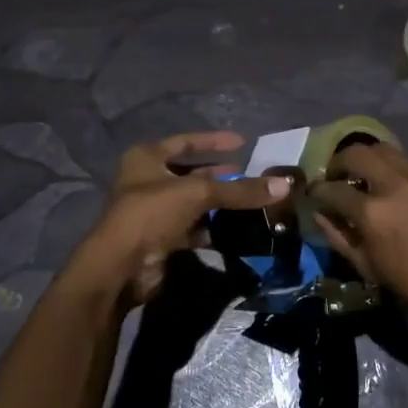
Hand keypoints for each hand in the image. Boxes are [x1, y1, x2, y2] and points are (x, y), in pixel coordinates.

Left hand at [65, 131, 290, 303]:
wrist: (122, 266)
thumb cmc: (152, 214)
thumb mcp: (198, 194)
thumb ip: (240, 191)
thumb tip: (285, 185)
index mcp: (147, 158)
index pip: (185, 142)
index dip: (213, 141)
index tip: (242, 142)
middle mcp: (148, 181)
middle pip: (192, 174)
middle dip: (221, 176)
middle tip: (252, 177)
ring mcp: (155, 212)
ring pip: (195, 203)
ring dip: (220, 204)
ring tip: (252, 202)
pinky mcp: (163, 239)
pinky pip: (194, 228)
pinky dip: (213, 228)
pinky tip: (237, 228)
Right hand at [308, 142, 407, 324]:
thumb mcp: (369, 267)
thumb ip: (339, 237)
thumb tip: (320, 215)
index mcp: (371, 211)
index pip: (331, 188)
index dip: (317, 191)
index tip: (315, 195)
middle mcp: (394, 183)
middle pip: (356, 152)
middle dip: (339, 161)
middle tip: (338, 176)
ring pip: (385, 149)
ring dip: (369, 160)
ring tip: (368, 176)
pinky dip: (398, 172)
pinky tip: (403, 191)